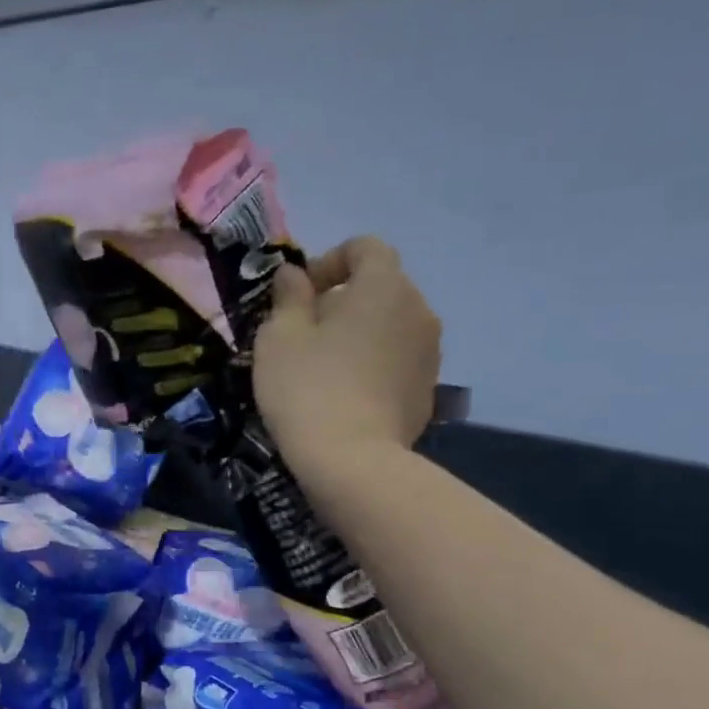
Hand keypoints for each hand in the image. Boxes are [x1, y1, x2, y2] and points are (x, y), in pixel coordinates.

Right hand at [253, 236, 441, 466]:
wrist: (353, 461)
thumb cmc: (307, 388)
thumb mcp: (278, 337)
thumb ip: (288, 297)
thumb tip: (294, 275)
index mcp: (383, 287)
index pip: (365, 248)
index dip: (329, 262)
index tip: (300, 295)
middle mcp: (418, 309)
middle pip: (380, 287)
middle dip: (343, 301)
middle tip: (305, 334)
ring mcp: (430, 352)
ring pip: (390, 325)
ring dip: (360, 334)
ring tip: (324, 368)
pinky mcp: (428, 389)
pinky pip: (398, 360)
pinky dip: (374, 365)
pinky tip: (345, 396)